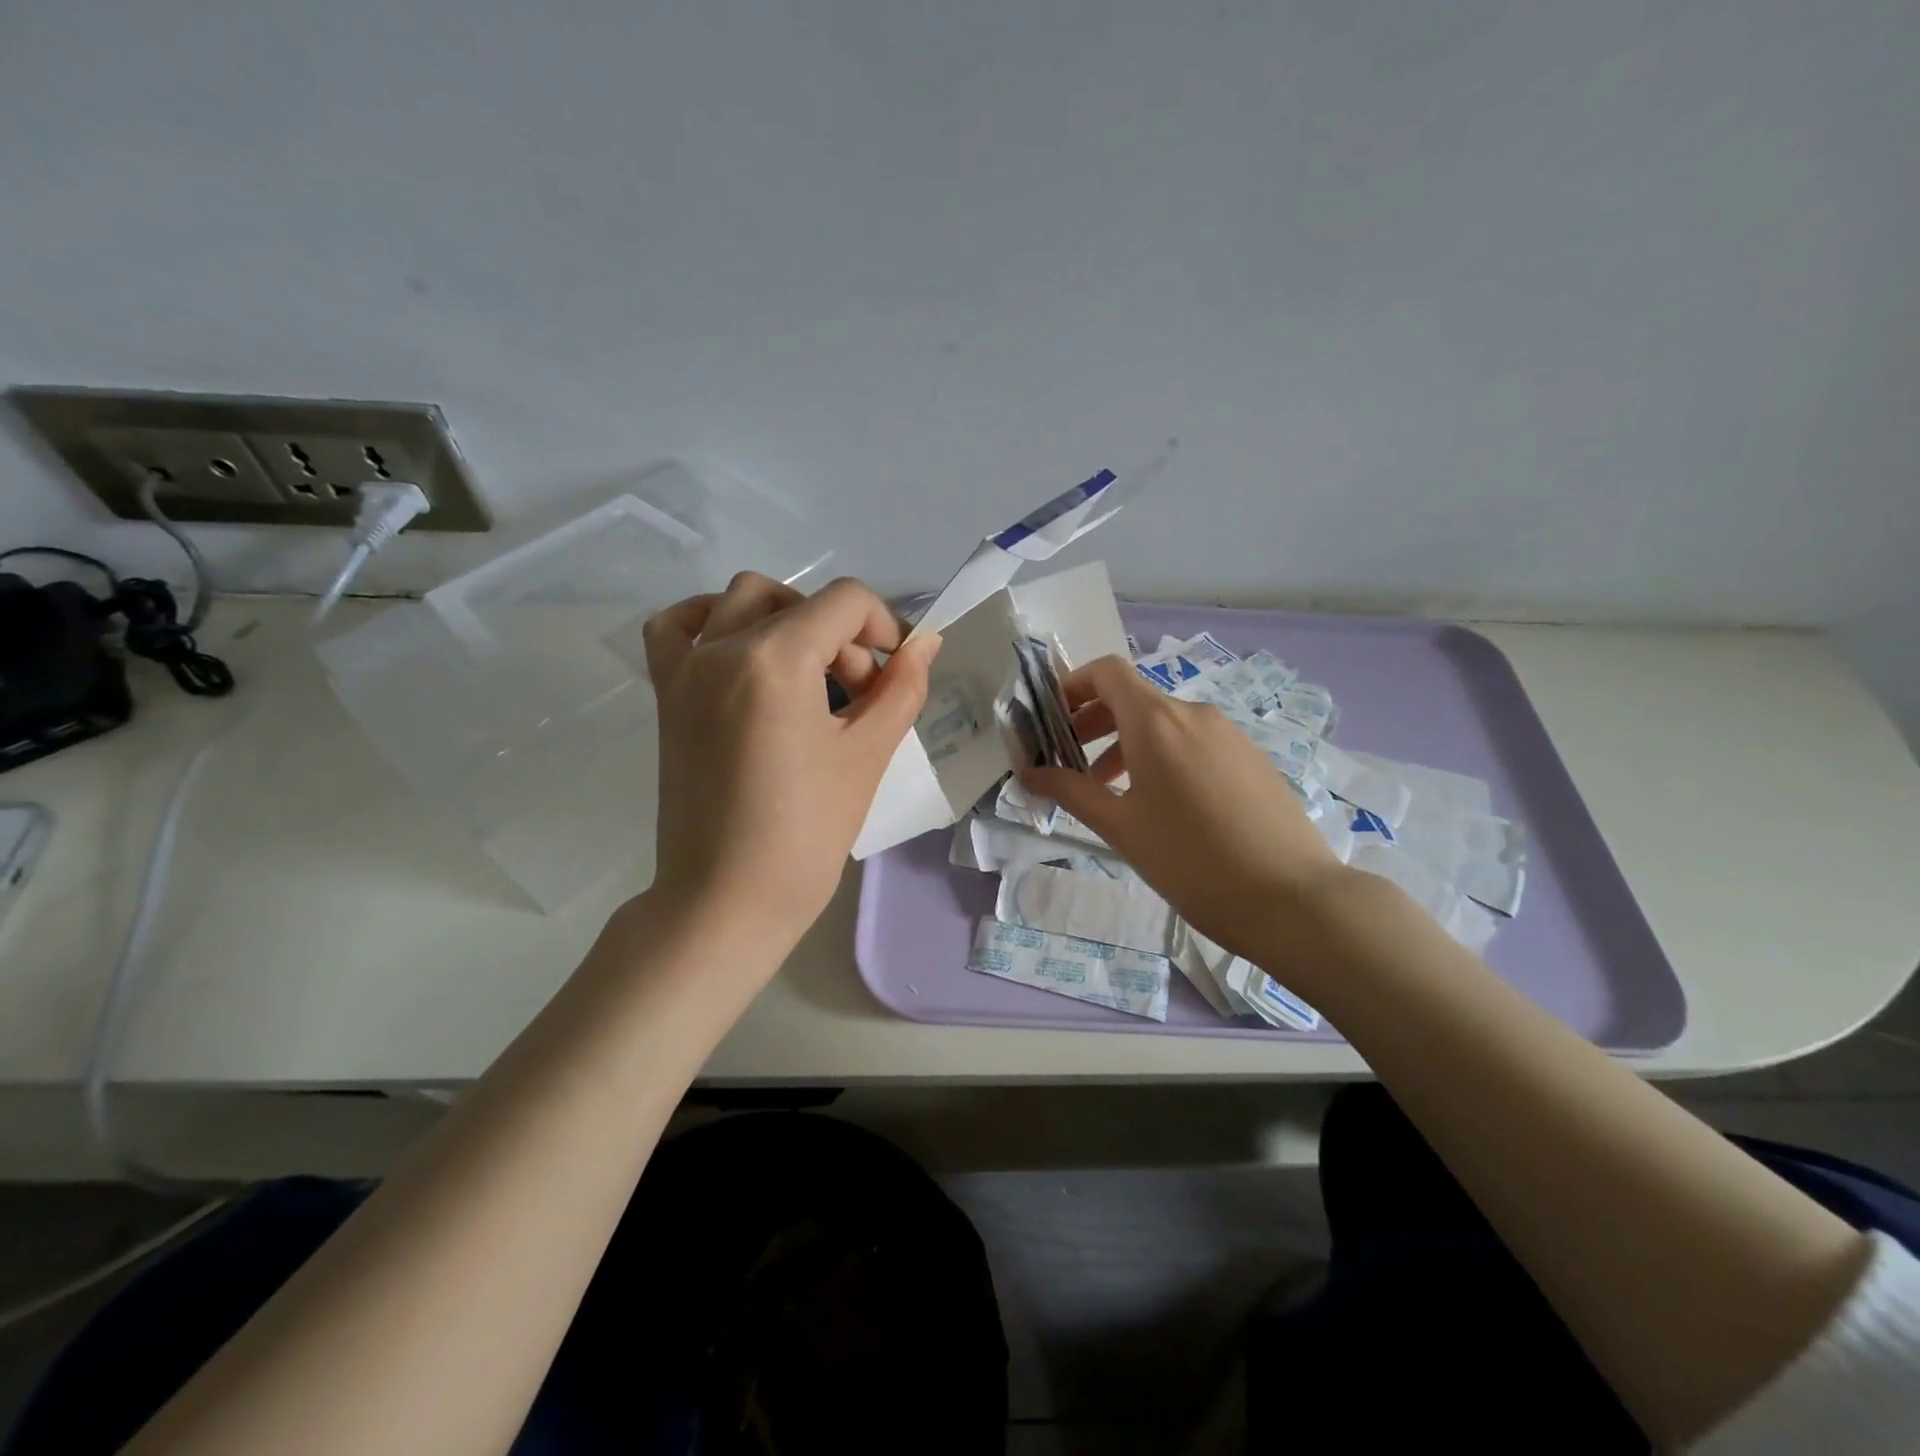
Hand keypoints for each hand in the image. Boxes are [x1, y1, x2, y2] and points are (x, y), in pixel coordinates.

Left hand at [641, 573, 940, 955]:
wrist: (728, 898)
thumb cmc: (807, 832)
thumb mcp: (869, 754)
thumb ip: (903, 687)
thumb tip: (925, 642)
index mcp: (775, 660)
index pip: (845, 602)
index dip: (884, 627)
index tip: (894, 675)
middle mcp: (722, 648)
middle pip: (799, 602)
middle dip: (842, 637)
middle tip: (858, 696)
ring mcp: (686, 668)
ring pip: (741, 599)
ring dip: (787, 619)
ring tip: (808, 673)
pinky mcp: (667, 694)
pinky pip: (676, 627)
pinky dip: (711, 620)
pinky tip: (740, 649)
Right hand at [1021, 655, 1346, 960]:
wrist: (1291, 899)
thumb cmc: (1191, 861)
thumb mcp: (1121, 827)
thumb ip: (1070, 792)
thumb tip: (1028, 773)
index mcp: (1156, 721)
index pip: (1106, 672)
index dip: (1073, 685)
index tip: (1052, 720)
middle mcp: (1194, 714)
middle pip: (1133, 698)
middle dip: (1094, 722)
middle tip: (1070, 763)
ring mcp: (1229, 734)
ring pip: (1165, 724)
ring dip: (1128, 744)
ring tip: (1112, 792)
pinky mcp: (1252, 758)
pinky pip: (1195, 742)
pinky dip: (1165, 756)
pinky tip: (1165, 806)